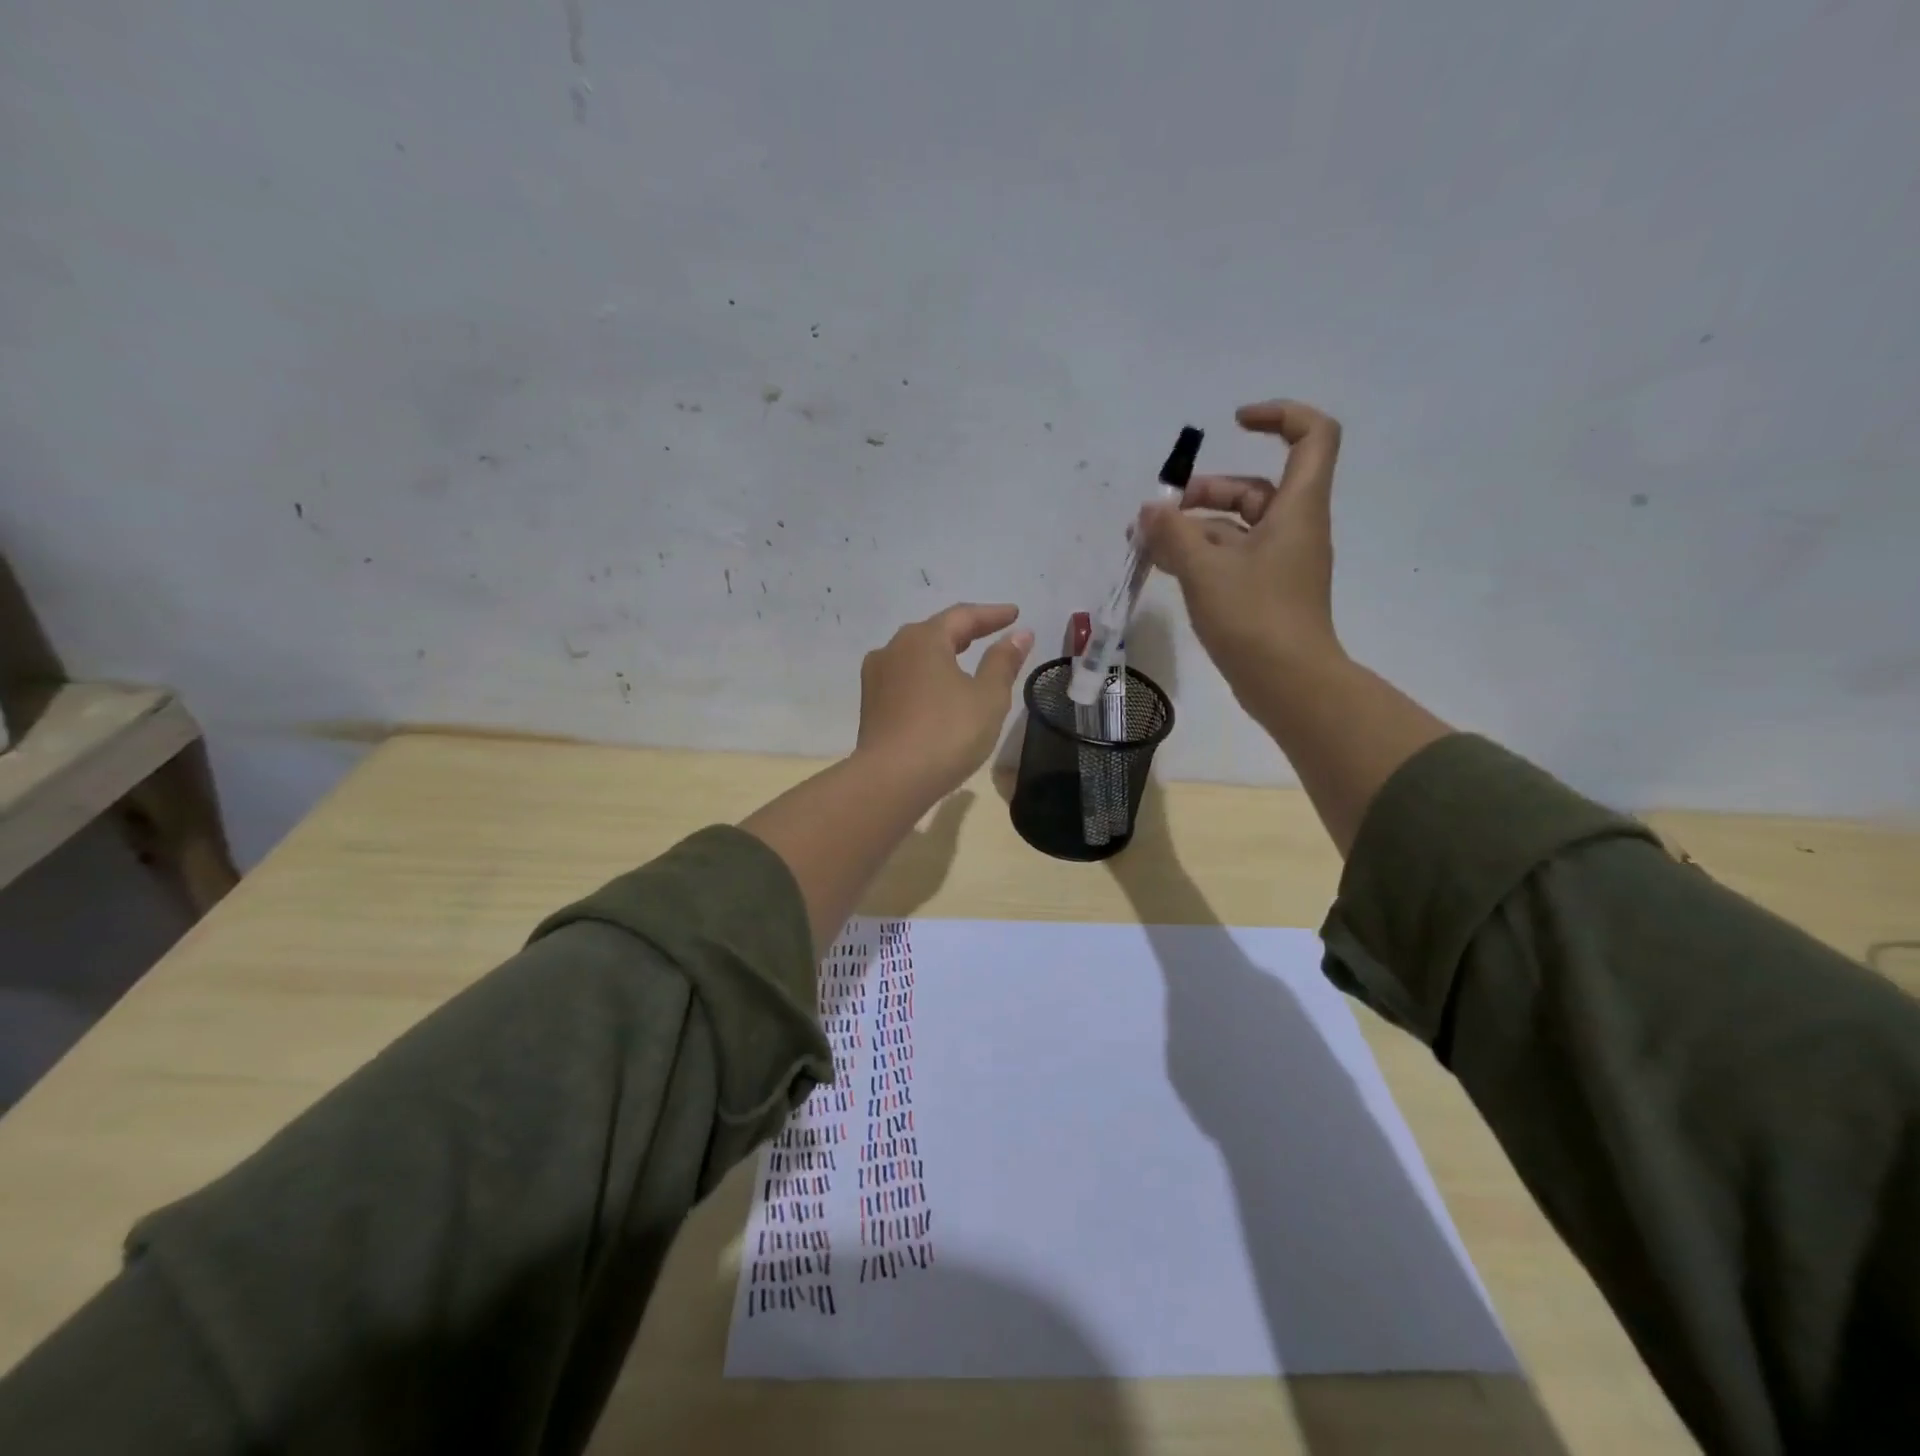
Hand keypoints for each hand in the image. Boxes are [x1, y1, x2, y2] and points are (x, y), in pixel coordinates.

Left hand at [855, 603, 1034, 795]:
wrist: (891, 780)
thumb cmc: (947, 733)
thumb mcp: (988, 697)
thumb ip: (1003, 662)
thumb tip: (1019, 635)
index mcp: (923, 639)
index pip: (963, 616)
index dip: (992, 615)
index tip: (1015, 614)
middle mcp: (894, 648)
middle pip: (935, 631)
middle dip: (965, 631)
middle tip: (991, 632)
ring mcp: (876, 676)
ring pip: (916, 654)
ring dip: (943, 653)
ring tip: (964, 659)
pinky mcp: (870, 704)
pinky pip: (905, 677)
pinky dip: (926, 675)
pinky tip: (937, 688)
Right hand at [1137, 400, 1344, 699]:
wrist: (1289, 685)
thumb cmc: (1255, 618)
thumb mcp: (1205, 570)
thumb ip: (1173, 534)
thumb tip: (1149, 511)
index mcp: (1297, 509)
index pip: (1311, 436)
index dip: (1279, 416)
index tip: (1235, 422)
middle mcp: (1294, 529)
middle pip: (1255, 488)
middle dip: (1205, 492)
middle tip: (1159, 514)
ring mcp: (1281, 563)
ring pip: (1237, 528)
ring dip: (1194, 529)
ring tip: (1148, 544)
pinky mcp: (1266, 592)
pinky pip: (1233, 559)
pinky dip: (1201, 556)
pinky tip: (1165, 567)